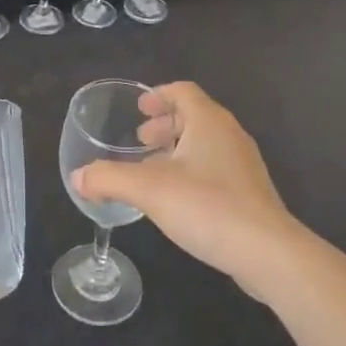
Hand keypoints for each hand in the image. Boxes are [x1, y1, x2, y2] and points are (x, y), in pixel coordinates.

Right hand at [75, 82, 304, 297]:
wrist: (268, 253)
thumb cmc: (207, 207)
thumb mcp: (148, 190)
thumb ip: (109, 179)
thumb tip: (78, 177)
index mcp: (208, 121)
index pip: (183, 92)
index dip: (158, 95)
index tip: (138, 109)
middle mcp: (230, 135)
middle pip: (194, 116)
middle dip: (165, 124)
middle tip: (140, 141)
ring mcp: (244, 165)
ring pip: (205, 144)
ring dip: (177, 149)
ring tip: (153, 171)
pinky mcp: (251, 193)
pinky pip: (216, 168)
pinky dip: (192, 171)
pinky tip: (178, 200)